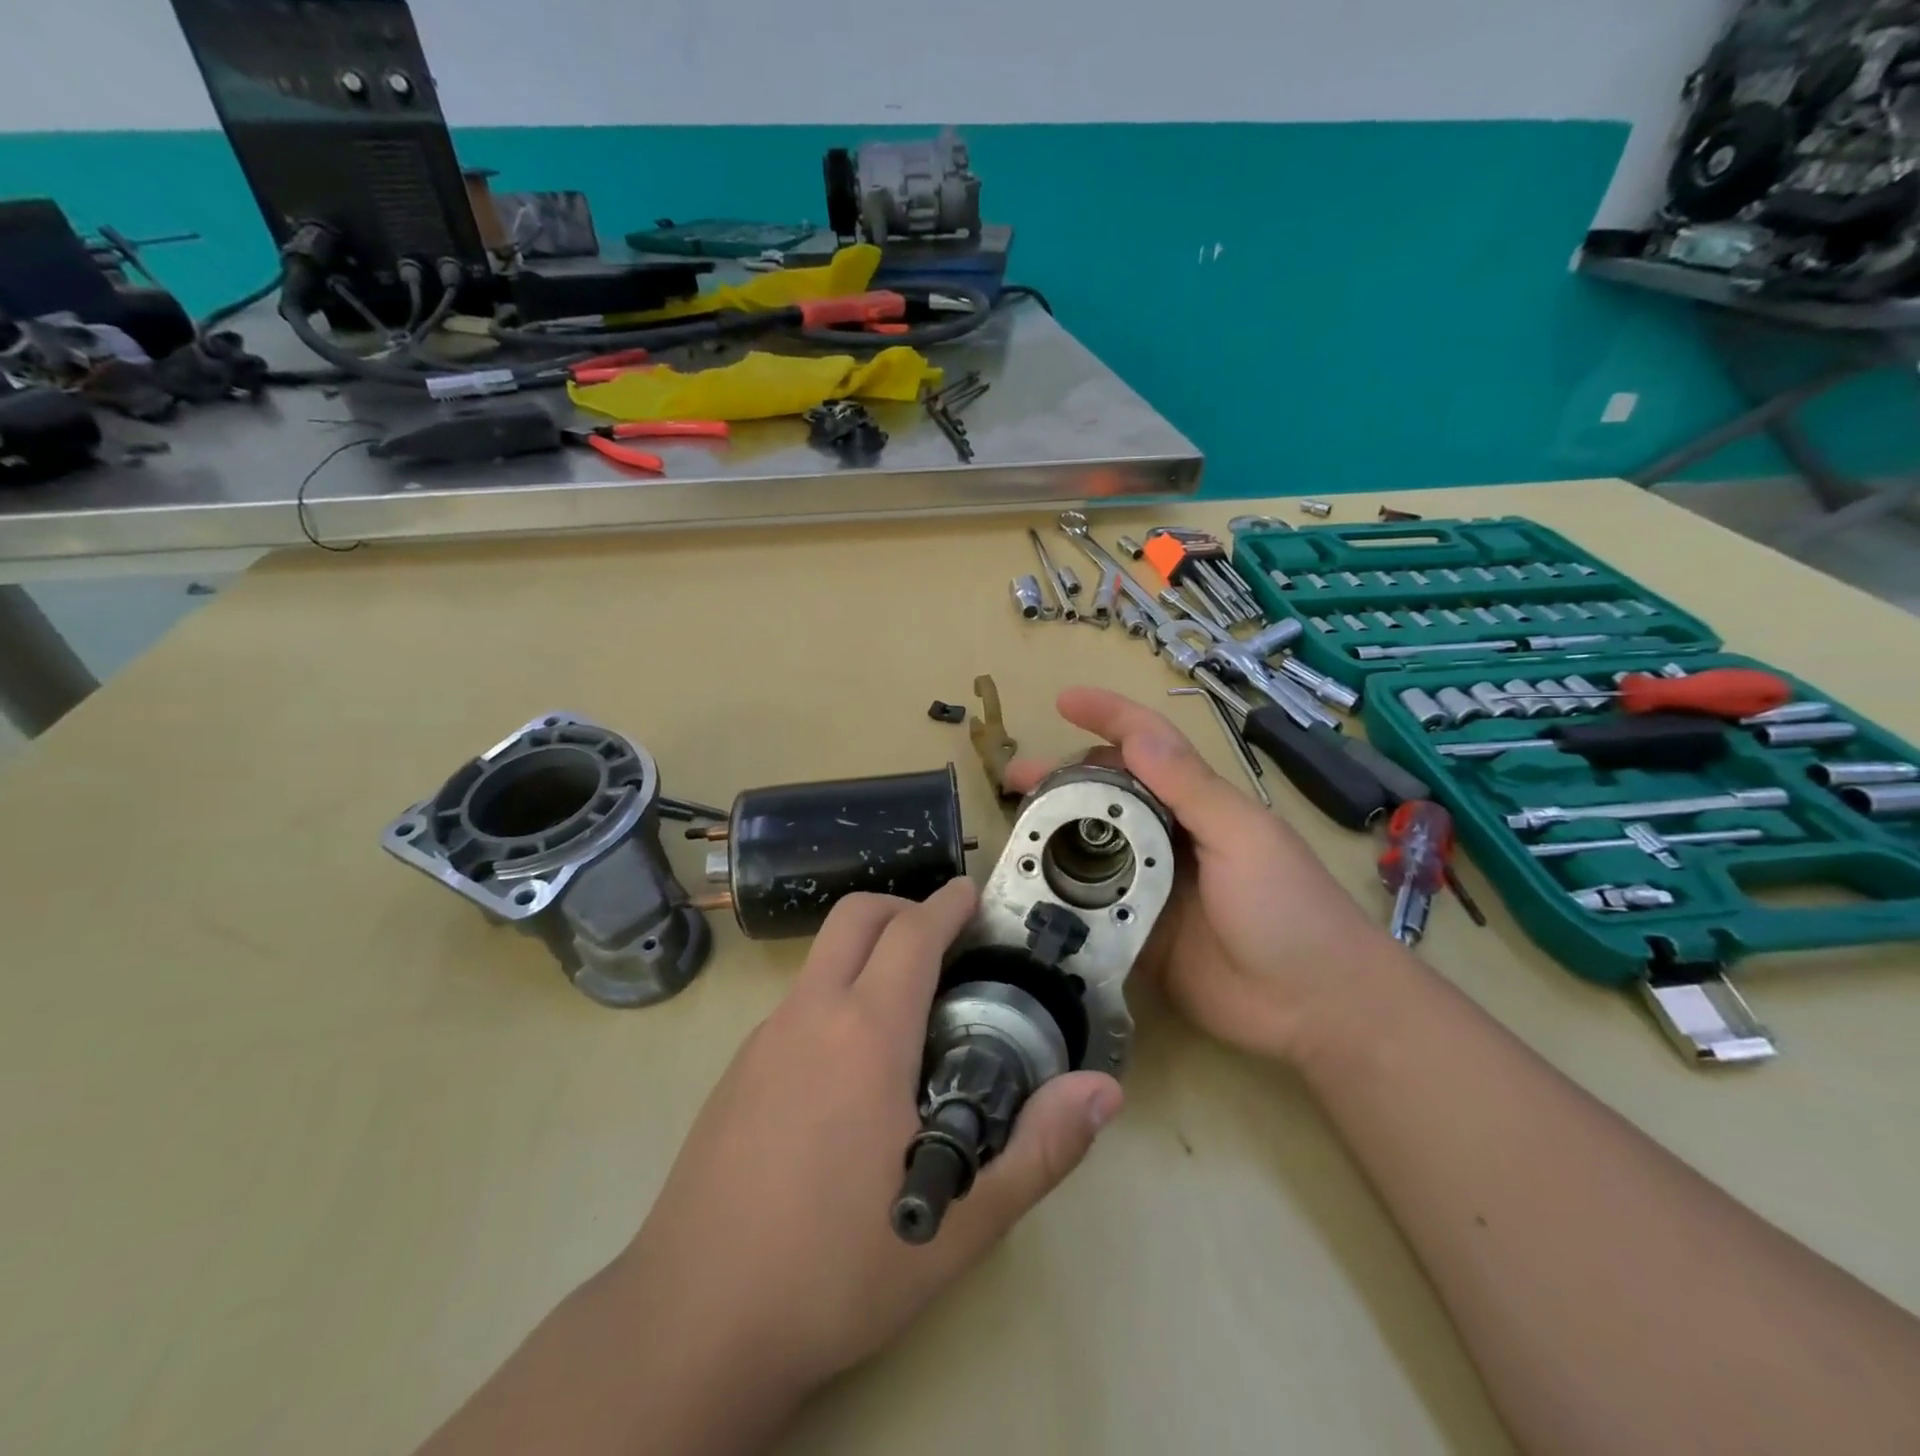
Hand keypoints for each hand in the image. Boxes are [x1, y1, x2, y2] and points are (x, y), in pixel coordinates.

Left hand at [619, 879, 1123, 1401]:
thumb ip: (1038, 1149)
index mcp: (865, 1033)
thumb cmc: (837, 1268)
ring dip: (866, 952)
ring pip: (820, 959)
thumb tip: (1104, 1089)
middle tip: (945, 938)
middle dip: (903, 908)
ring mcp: (762, 1040)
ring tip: (910, 1003)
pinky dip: (835, 995)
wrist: (694, 1323)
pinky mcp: (735, 1072)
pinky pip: (796, 1004)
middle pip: (854, 918)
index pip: (912, 934)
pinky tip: (852, 1067)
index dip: (947, 904)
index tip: (973, 894)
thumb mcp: (959, 1223)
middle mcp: (808, 1015)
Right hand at [1006, 687, 1390, 1064]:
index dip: (1108, 716)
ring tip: (1015, 834)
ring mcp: (1149, 885)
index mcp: (1196, 803)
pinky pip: (1090, 906)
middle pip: (1105, 794)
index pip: (1146, 745)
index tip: (1063, 701)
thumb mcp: (1243, 837)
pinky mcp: (1135, 932)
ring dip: (1054, 834)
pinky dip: (1061, 894)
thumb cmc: (1290, 908)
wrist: (1315, 1008)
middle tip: (1014, 780)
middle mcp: (1167, 836)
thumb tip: (1136, 733)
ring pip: (1091, 847)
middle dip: (1061, 778)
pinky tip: (1028, 891)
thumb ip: (1189, 788)